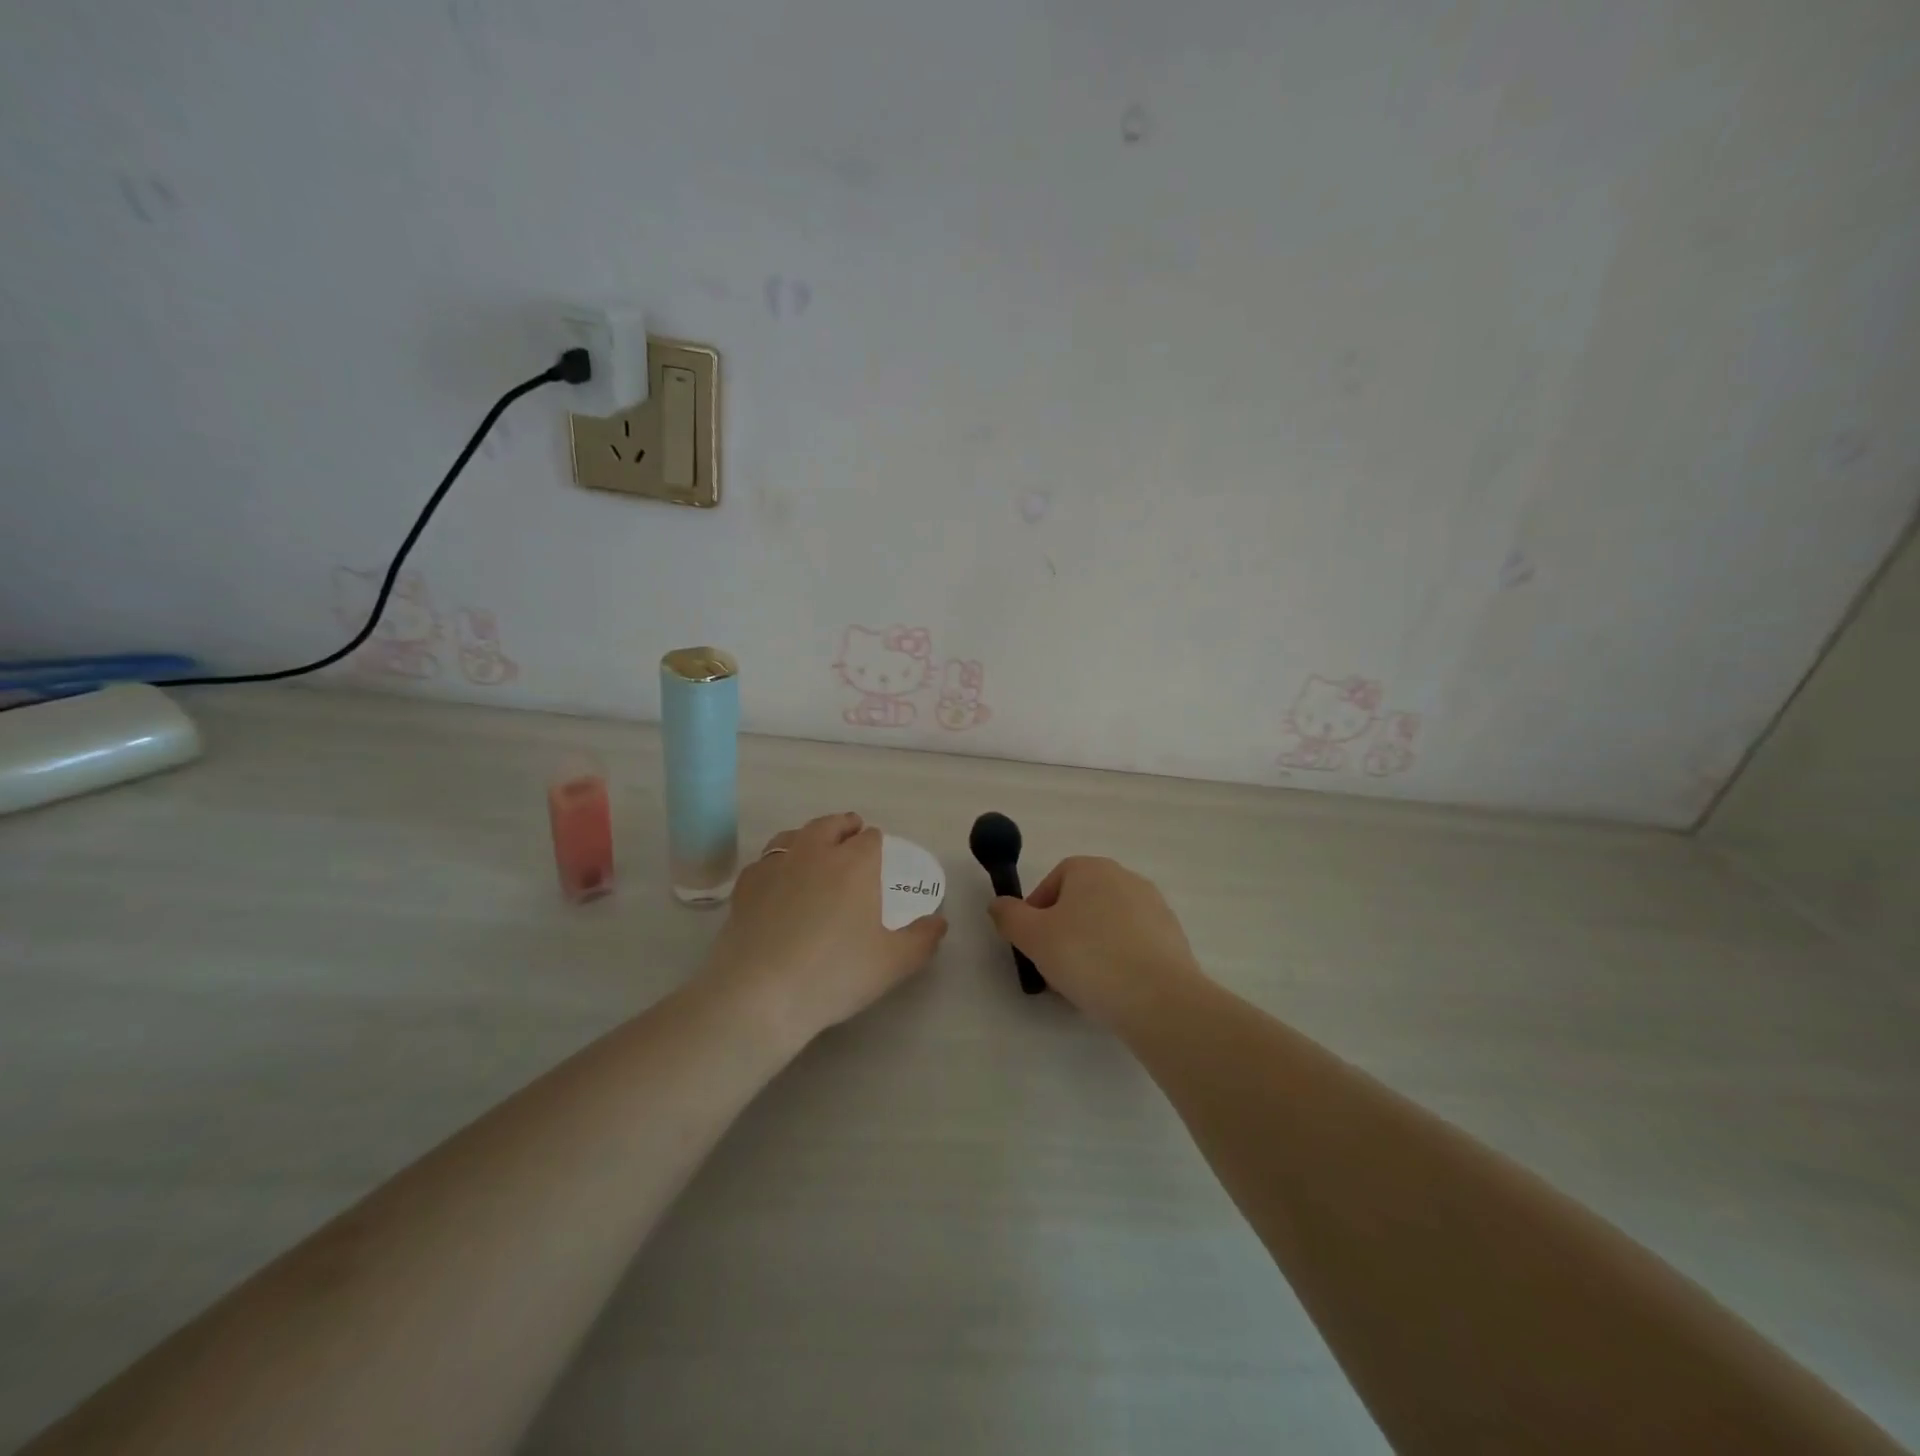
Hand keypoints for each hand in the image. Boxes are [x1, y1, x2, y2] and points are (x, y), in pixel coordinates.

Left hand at [702, 812, 947, 1044]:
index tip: (879, 858)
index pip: (871, 838)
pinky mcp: (745, 885)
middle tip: (851, 838)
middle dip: (844, 827)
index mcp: (855, 863)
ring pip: (794, 835)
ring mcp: (775, 865)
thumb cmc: (836, 974)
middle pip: (830, 824)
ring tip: (815, 852)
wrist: (760, 994)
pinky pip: (766, 861)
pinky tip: (779, 882)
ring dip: (809, 838)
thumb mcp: (894, 963)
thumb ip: (922, 938)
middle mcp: (815, 852)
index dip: (877, 844)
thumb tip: (939, 922)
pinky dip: (778, 863)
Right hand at [988, 856, 1202, 1026]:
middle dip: (1064, 931)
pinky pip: (1133, 943)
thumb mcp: (1032, 937)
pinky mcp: (1173, 937)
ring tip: (1083, 984)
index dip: (1037, 911)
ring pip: (1107, 924)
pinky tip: (1113, 990)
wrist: (1159, 998)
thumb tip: (999, 904)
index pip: (1054, 880)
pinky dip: (1119, 960)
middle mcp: (1126, 877)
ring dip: (1091, 947)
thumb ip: (1009, 916)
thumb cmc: (1088, 957)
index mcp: (1092, 868)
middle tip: (1054, 967)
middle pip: (1082, 902)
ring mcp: (1154, 906)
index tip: (1033, 944)